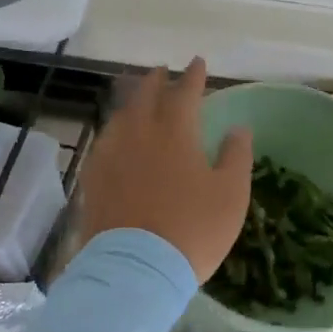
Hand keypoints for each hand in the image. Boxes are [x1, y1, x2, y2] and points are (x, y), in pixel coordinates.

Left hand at [75, 59, 252, 281]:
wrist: (136, 269)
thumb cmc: (193, 230)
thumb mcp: (231, 194)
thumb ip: (236, 156)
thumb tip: (239, 127)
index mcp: (175, 132)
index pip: (184, 92)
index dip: (193, 76)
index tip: (197, 62)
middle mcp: (139, 134)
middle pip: (145, 96)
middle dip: (156, 80)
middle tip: (162, 71)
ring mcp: (111, 155)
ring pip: (121, 116)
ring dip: (132, 101)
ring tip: (138, 98)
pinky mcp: (93, 178)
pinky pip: (104, 142)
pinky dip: (115, 130)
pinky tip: (116, 137)